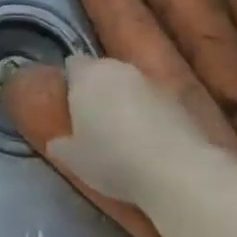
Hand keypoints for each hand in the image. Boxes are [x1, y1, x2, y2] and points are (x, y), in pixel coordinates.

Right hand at [46, 55, 211, 204]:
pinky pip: (156, 103)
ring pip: (132, 86)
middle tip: (96, 122)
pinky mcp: (179, 101)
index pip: (72, 65)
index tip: (72, 107)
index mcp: (87, 75)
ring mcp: (152, 83)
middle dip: (99, 89)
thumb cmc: (112, 159)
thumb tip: (57, 142)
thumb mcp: (73, 160)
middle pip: (103, 71)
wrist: (176, 172)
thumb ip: (61, 144)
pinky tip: (153, 144)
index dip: (71, 83)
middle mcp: (118, 69)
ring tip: (127, 134)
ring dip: (127, 101)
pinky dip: (152, 116)